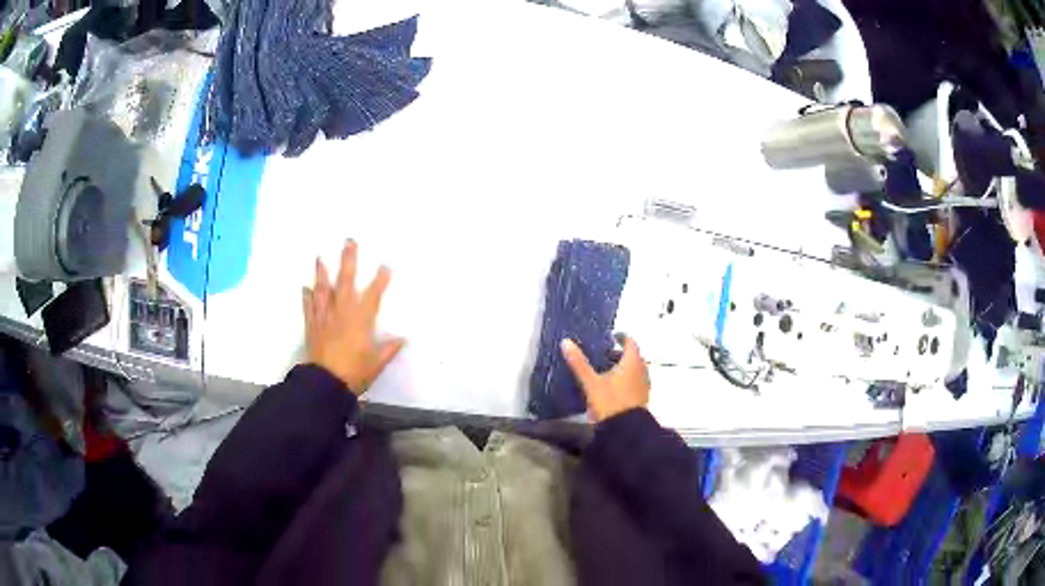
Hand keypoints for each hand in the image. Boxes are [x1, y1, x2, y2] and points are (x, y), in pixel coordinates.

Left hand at [302, 241, 404, 394]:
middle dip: (348, 261)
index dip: (380, 280)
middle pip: (345, 282)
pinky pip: (309, 308)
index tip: (385, 265)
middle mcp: (342, 313)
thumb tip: (402, 339)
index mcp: (360, 320)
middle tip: (349, 241)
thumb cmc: (354, 373)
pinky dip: (307, 297)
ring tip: (319, 257)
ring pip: (323, 290)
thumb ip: (388, 349)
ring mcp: (324, 318)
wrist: (326, 384)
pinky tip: (306, 287)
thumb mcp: (376, 363)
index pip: (373, 295)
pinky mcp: (312, 327)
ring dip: (321, 273)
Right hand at [560, 335, 649, 422]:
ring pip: (635, 370)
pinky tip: (613, 386)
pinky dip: (626, 379)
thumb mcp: (591, 383)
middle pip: (633, 356)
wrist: (625, 430)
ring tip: (606, 370)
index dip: (621, 337)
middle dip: (620, 353)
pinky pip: (634, 382)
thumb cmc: (610, 402)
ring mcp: (644, 385)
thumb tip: (566, 342)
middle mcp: (642, 371)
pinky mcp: (642, 398)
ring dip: (624, 367)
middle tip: (604, 354)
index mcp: (632, 362)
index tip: (611, 337)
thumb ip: (579, 363)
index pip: (630, 342)